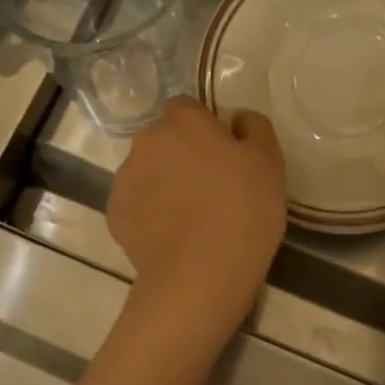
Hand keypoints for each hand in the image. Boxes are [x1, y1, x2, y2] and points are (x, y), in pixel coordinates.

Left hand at [108, 97, 287, 325]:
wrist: (200, 276)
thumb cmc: (242, 210)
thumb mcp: (269, 161)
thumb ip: (254, 127)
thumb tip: (236, 120)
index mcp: (182, 122)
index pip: (188, 108)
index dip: (207, 128)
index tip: (226, 156)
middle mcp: (145, 142)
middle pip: (165, 139)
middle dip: (183, 155)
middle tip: (213, 187)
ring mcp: (124, 180)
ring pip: (149, 171)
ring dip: (166, 183)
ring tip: (193, 217)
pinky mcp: (115, 216)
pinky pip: (138, 204)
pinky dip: (152, 213)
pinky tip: (174, 236)